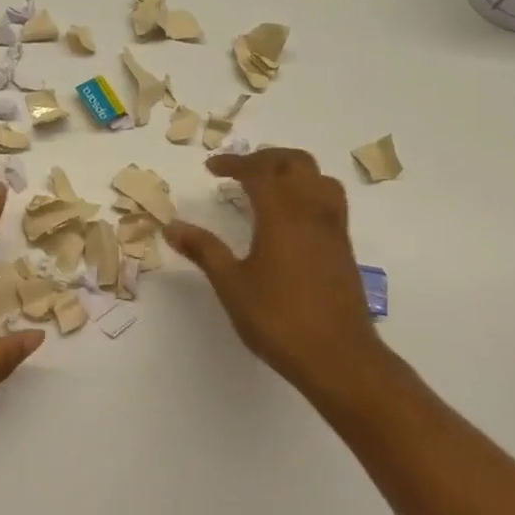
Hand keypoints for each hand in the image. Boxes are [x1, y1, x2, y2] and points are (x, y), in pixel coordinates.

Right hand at [165, 148, 388, 410]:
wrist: (338, 356)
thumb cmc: (278, 319)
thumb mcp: (231, 284)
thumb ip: (203, 249)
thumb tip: (171, 225)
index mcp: (282, 213)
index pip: (259, 171)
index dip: (234, 163)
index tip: (211, 168)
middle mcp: (312, 210)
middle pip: (294, 163)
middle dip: (265, 158)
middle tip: (239, 170)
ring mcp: (333, 228)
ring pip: (318, 178)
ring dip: (291, 171)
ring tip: (267, 185)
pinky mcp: (343, 246)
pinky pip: (328, 200)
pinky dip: (307, 191)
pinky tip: (291, 216)